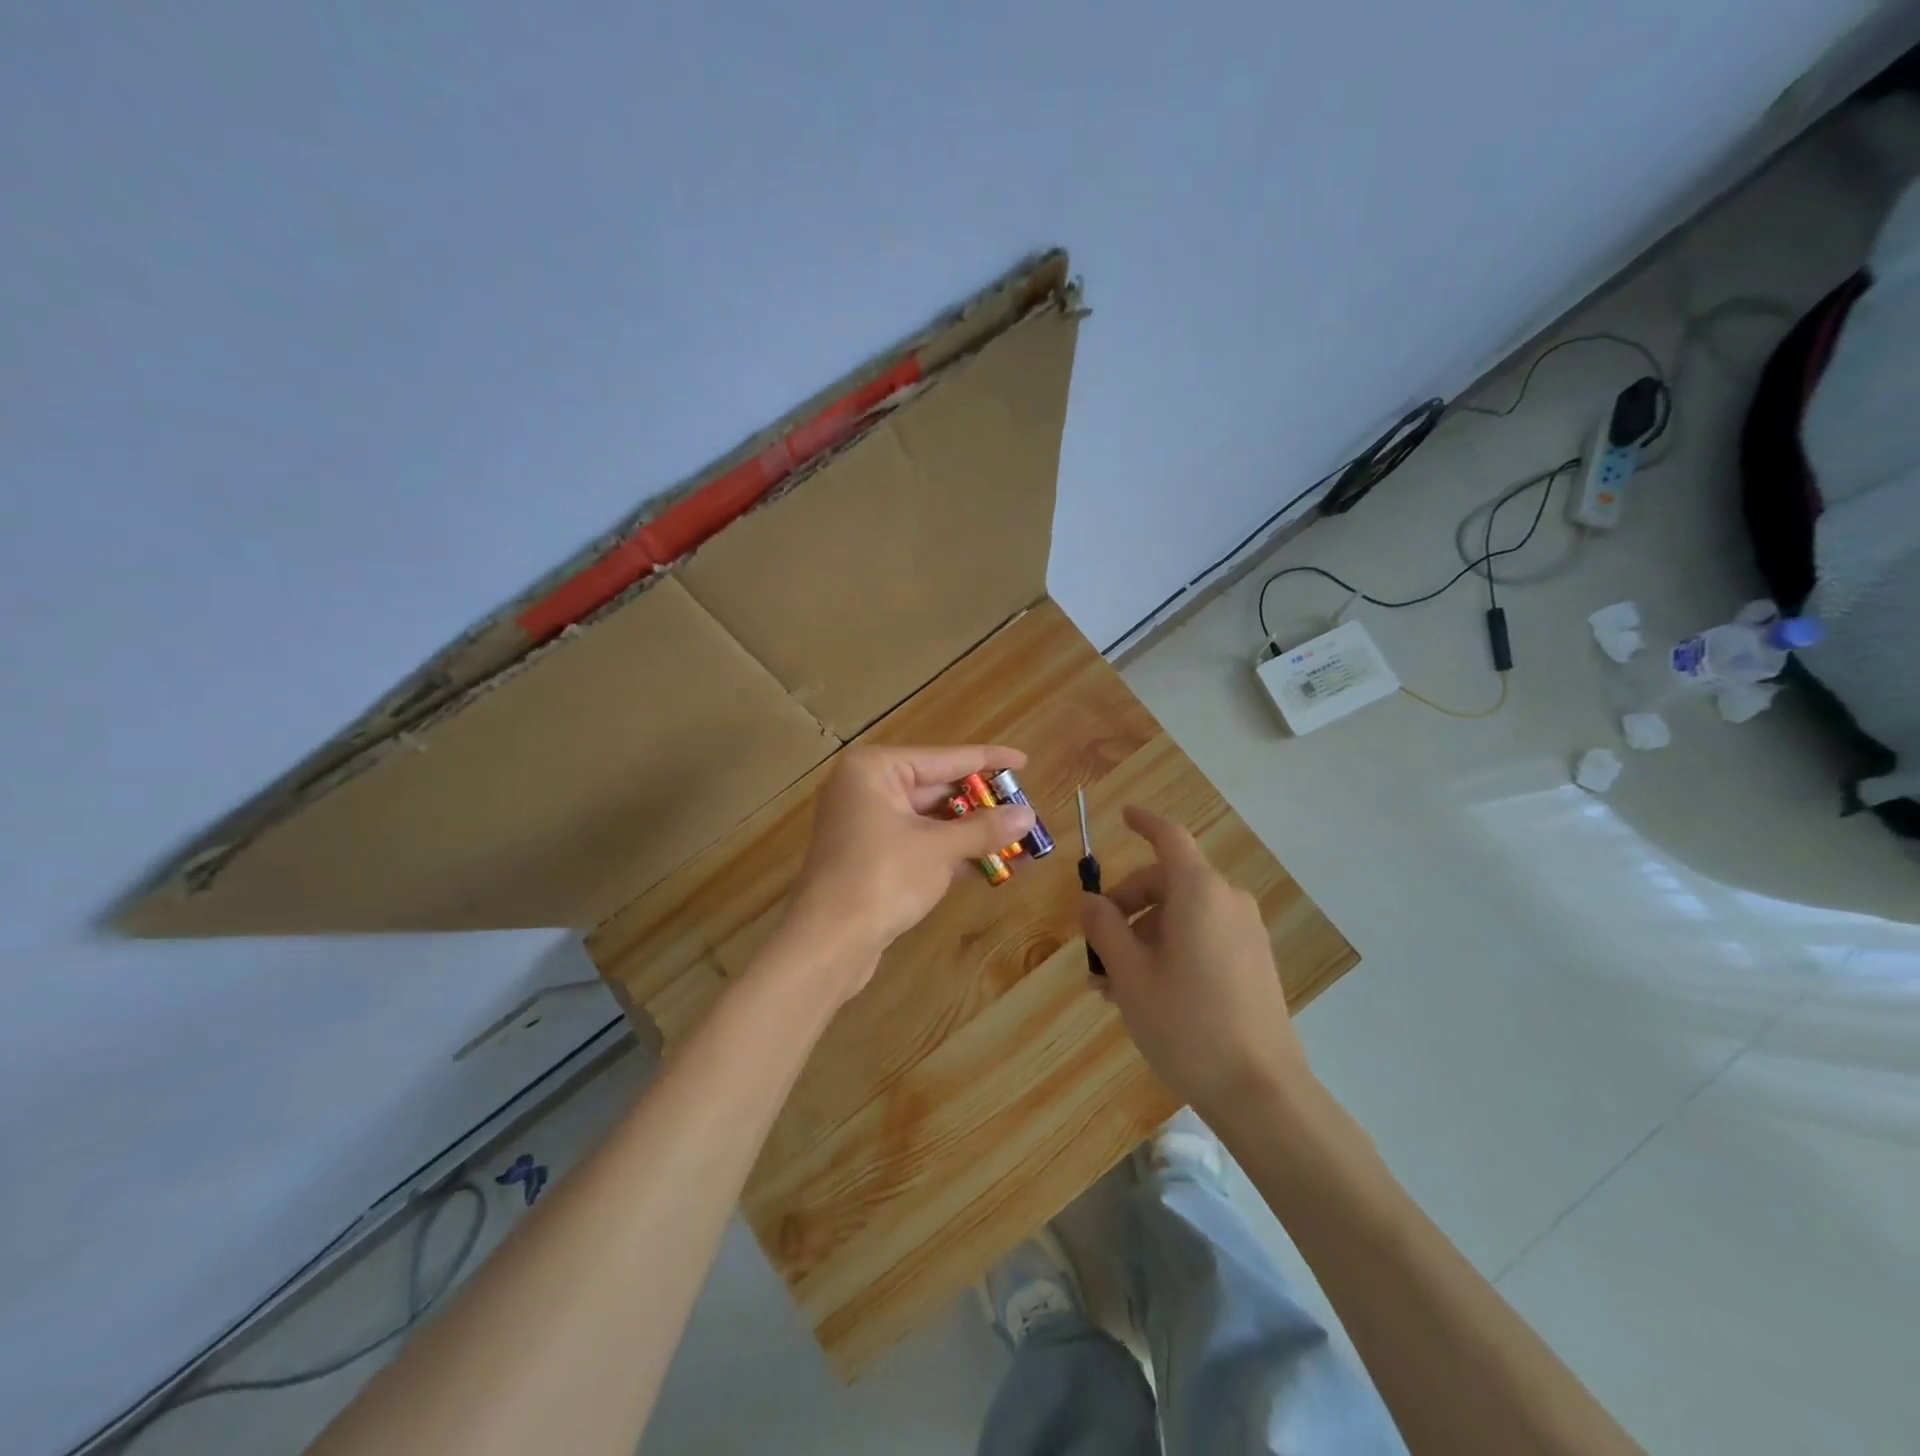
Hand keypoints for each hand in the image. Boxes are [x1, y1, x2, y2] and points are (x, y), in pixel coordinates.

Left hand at [784, 744, 1034, 995]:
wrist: (827, 942)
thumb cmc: (882, 878)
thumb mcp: (939, 849)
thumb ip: (984, 829)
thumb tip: (1027, 815)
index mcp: (875, 769)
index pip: (945, 757)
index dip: (988, 761)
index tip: (1022, 761)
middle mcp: (866, 788)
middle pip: (937, 788)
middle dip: (982, 805)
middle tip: (1025, 810)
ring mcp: (865, 824)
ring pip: (929, 820)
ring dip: (970, 833)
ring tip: (1018, 841)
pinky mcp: (869, 857)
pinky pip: (918, 843)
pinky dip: (950, 853)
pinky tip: (990, 866)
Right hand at [1080, 806, 1313, 1121]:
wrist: (1262, 1091)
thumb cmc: (1186, 1023)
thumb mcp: (1130, 974)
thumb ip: (1105, 928)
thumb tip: (1090, 901)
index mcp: (1199, 892)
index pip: (1169, 838)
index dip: (1144, 822)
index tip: (1123, 815)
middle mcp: (1227, 901)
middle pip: (1166, 881)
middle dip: (1125, 907)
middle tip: (1094, 950)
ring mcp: (1245, 933)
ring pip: (1181, 915)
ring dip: (1142, 936)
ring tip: (1111, 985)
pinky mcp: (1253, 962)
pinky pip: (1203, 936)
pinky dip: (1170, 949)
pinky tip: (1146, 992)